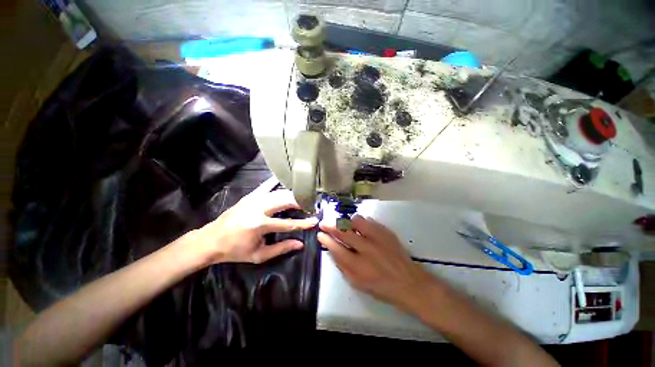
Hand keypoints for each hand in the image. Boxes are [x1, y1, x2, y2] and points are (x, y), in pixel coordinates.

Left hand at [191, 178, 317, 264]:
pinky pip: (265, 186)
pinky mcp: (249, 196)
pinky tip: (283, 179)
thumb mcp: (258, 255)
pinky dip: (275, 183)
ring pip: (278, 193)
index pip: (288, 223)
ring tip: (302, 197)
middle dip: (300, 202)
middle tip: (311, 205)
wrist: (210, 241)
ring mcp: (253, 200)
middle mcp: (258, 209)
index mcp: (259, 225)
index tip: (314, 221)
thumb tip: (300, 244)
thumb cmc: (235, 251)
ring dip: (292, 195)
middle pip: (285, 201)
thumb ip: (281, 249)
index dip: (303, 223)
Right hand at [318, 215, 432, 308]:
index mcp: (358, 266)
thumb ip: (342, 267)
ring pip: (356, 221)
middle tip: (324, 223)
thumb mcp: (357, 283)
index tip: (320, 234)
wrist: (408, 282)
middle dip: (330, 225)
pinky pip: (370, 220)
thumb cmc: (380, 286)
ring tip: (345, 225)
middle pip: (343, 232)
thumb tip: (332, 250)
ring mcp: (378, 238)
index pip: (336, 248)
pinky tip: (360, 227)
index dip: (326, 240)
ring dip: (347, 222)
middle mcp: (366, 249)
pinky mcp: (386, 232)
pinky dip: (362, 222)